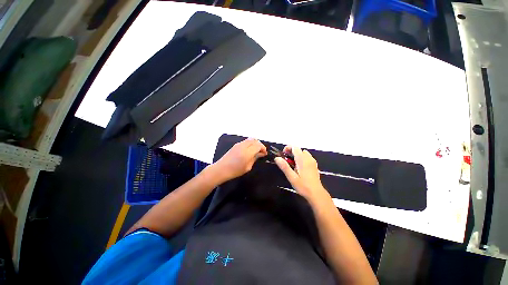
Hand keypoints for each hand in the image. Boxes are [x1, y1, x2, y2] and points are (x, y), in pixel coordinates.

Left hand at [211, 138, 267, 182]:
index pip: (258, 145)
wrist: (221, 169)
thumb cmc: (235, 171)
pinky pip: (246, 141)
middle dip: (260, 145)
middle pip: (255, 140)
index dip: (263, 148)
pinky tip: (250, 150)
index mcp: (247, 152)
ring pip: (250, 139)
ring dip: (255, 143)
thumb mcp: (248, 167)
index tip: (265, 153)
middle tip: (261, 152)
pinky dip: (250, 143)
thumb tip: (261, 153)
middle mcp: (243, 146)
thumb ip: (255, 158)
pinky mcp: (236, 145)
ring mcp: (239, 144)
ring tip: (256, 150)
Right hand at [275, 146, 330, 203]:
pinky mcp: (314, 166)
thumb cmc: (303, 186)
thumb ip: (284, 166)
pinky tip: (299, 168)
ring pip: (303, 153)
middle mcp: (308, 158)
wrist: (316, 194)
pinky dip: (302, 159)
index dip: (288, 148)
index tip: (283, 154)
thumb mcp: (291, 177)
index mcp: (302, 160)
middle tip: (286, 161)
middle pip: (299, 149)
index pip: (295, 147)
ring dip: (297, 155)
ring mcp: (312, 162)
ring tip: (293, 164)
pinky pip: (307, 158)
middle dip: (291, 152)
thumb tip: (277, 158)